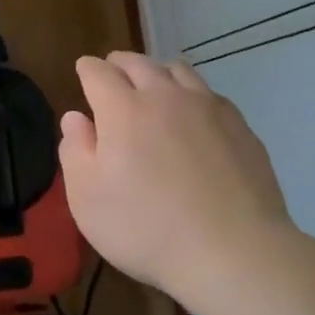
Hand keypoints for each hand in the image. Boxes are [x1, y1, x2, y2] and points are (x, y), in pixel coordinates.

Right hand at [59, 52, 314, 310]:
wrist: (234, 252)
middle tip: (112, 73)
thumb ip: (75, 151)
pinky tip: (193, 118)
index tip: (83, 72)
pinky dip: (192, 95)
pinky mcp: (240, 126)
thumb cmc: (146, 228)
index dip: (86, 69)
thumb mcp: (87, 198)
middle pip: (138, 63)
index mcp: (122, 109)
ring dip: (158, 73)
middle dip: (119, 64)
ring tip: (153, 89)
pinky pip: (209, 94)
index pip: (98, 72)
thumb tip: (75, 118)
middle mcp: (164, 96)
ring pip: (177, 70)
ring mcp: (207, 108)